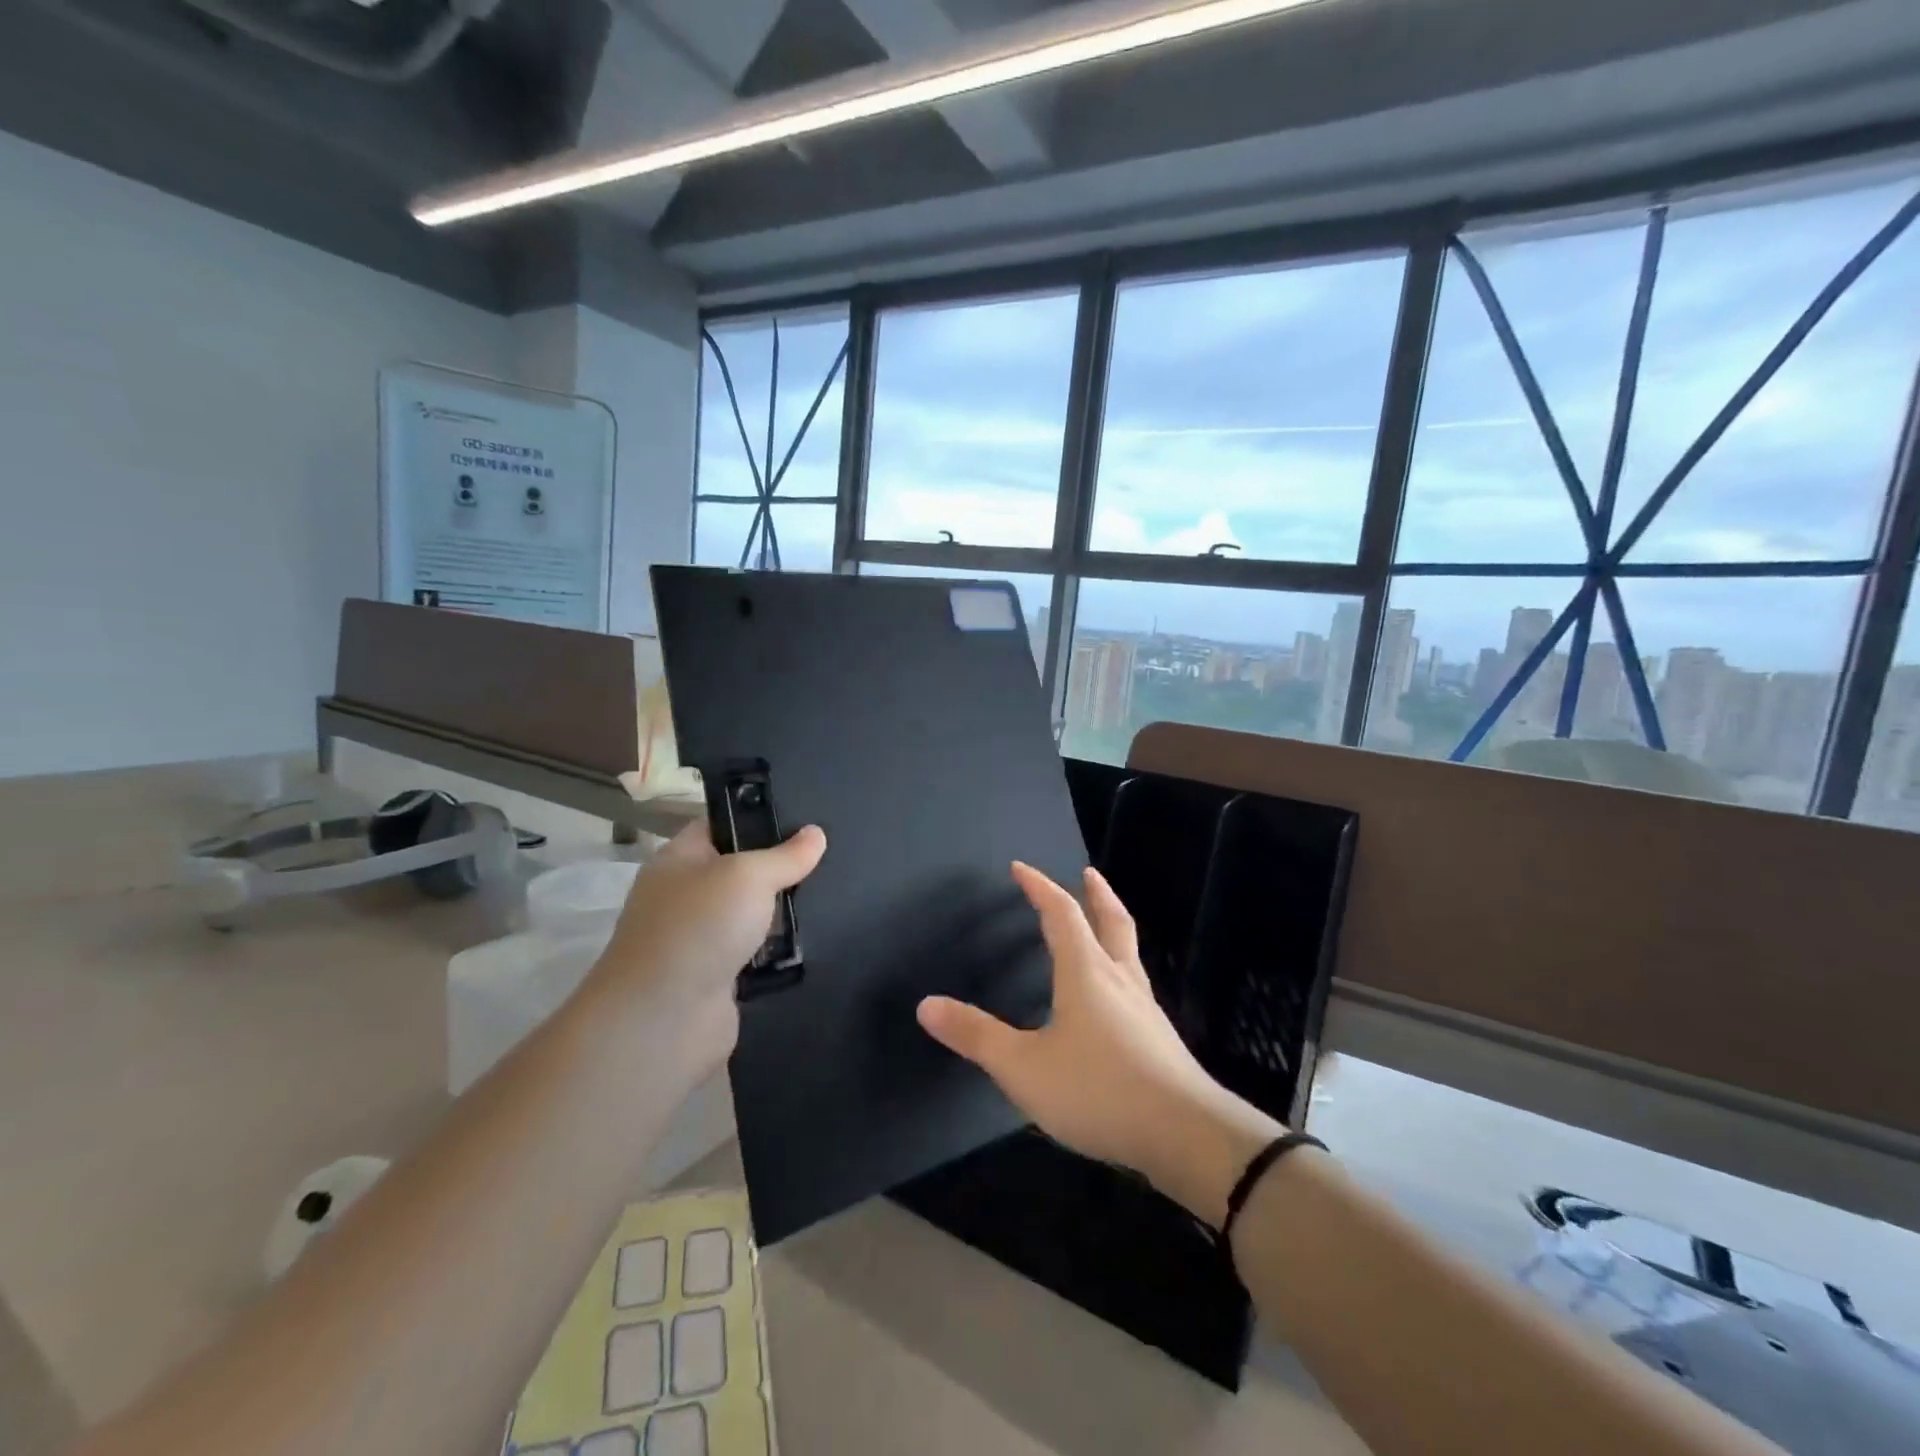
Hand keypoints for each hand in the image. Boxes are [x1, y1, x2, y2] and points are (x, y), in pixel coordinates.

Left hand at [582, 820, 825, 1080]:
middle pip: (742, 871)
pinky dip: (781, 952)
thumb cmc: (699, 928)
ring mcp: (702, 939)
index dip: (757, 816)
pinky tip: (818, 939)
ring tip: (835, 896)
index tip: (804, 815)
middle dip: (781, 868)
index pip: (720, 825)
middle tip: (831, 856)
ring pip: (754, 915)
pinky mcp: (720, 978)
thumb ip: (785, 855)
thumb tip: (816, 833)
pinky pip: (759, 954)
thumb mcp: (747, 876)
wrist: (663, 1021)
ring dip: (785, 913)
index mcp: (680, 860)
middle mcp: (687, 896)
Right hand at [917, 862, 1280, 1227]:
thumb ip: (976, 1036)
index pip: (1061, 913)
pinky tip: (1116, 998)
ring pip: (1128, 953)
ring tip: (1101, 928)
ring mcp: (1146, 1008)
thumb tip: (926, 1004)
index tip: (1021, 868)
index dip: (1039, 887)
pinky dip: (1121, 969)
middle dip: (1096, 895)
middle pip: (1111, 921)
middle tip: (1088, 874)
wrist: (1186, 1135)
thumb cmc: (1099, 1091)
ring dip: (1113, 928)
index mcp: (1086, 972)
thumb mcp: (1024, 1068)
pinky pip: (1136, 986)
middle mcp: (1119, 979)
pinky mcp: (1160, 1038)